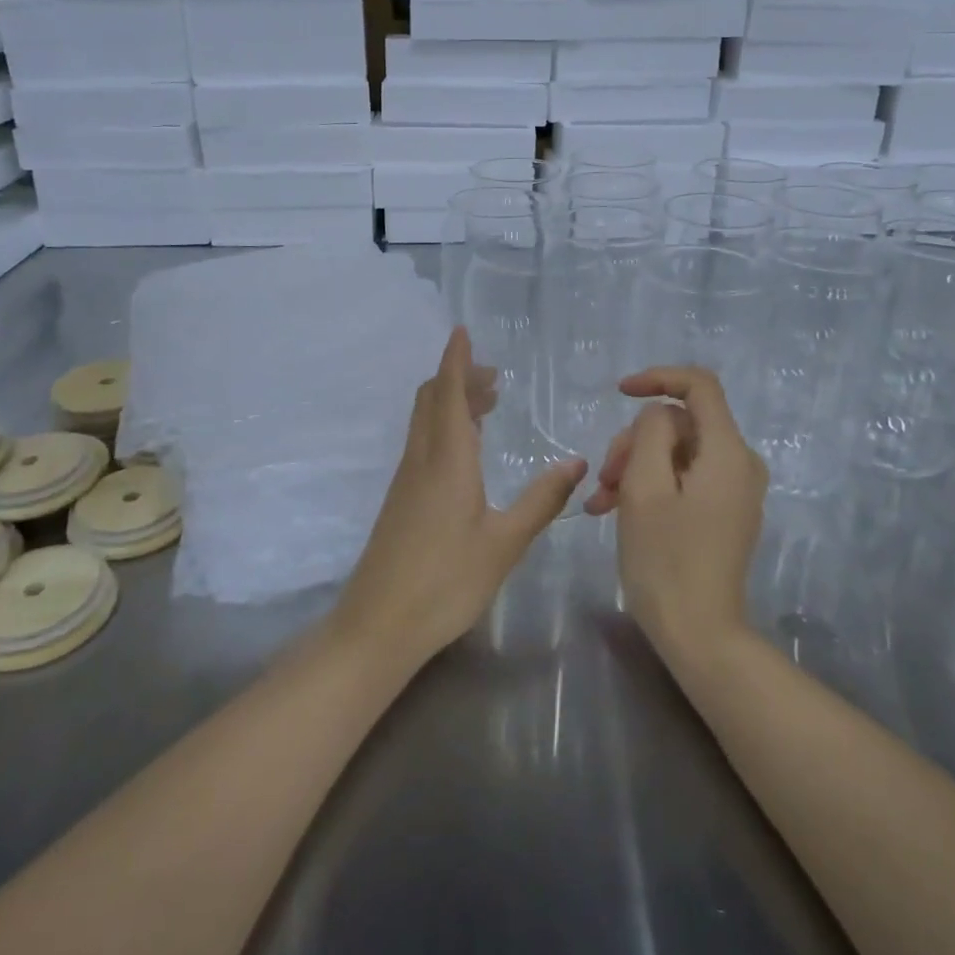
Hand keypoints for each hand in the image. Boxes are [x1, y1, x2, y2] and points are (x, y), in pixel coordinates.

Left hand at [332, 328, 585, 669]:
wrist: (378, 624)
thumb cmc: (446, 582)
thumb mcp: (504, 543)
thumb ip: (541, 500)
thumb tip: (576, 460)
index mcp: (447, 460)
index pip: (450, 393)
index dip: (457, 360)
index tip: (463, 331)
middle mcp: (421, 459)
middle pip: (432, 399)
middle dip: (458, 377)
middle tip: (494, 376)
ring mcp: (406, 479)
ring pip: (425, 421)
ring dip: (451, 401)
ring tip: (486, 404)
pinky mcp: (400, 499)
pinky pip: (422, 442)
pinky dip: (443, 426)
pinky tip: (465, 449)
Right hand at [585, 367, 767, 659]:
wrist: (699, 634)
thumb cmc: (665, 559)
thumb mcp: (644, 486)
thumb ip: (650, 433)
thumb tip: (657, 417)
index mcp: (728, 452)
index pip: (699, 385)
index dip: (658, 378)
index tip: (620, 393)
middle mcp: (740, 464)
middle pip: (681, 423)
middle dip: (635, 441)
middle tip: (604, 477)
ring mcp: (734, 490)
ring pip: (676, 452)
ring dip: (635, 468)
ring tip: (601, 503)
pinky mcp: (723, 511)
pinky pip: (683, 479)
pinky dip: (649, 487)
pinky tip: (613, 510)